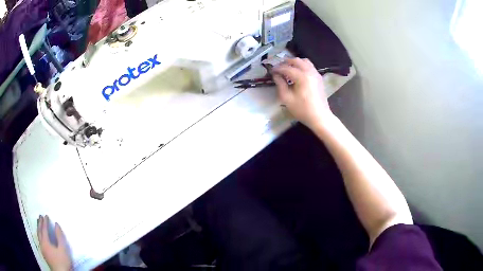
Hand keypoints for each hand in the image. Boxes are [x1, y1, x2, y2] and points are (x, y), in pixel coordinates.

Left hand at [37, 215, 71, 270]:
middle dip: (39, 223)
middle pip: (39, 231)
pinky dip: (39, 235)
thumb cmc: (62, 262)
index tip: (46, 215)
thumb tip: (56, 224)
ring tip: (39, 224)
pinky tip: (41, 237)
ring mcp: (42, 249)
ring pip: (38, 236)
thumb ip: (59, 236)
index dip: (45, 222)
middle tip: (40, 216)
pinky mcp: (44, 254)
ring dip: (38, 229)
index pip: (44, 229)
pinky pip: (40, 241)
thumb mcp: (63, 249)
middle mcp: (42, 244)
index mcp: (45, 241)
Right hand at [272, 58, 333, 128]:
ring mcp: (316, 74)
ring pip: (304, 61)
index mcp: (302, 76)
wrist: (320, 117)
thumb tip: (276, 75)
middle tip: (279, 68)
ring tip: (288, 69)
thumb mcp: (287, 99)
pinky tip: (298, 73)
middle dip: (286, 62)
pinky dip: (302, 66)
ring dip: (295, 63)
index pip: (286, 68)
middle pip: (296, 60)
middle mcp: (310, 72)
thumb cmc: (302, 110)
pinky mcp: (319, 78)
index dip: (277, 69)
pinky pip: (310, 66)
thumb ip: (280, 84)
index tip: (271, 71)